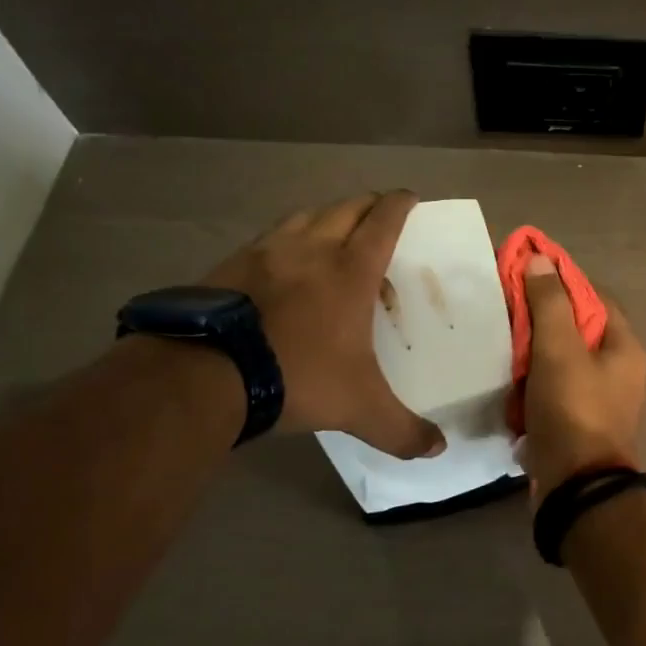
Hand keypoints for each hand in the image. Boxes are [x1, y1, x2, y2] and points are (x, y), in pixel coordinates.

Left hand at [203, 191, 444, 458]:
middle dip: (367, 204)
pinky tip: (280, 261)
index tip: (410, 196)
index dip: (400, 205)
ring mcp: (266, 252)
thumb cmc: (298, 377)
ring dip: (325, 215)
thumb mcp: (358, 409)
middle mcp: (311, 249)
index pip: (383, 222)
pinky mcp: (230, 264)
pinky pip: (268, 237)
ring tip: (331, 231)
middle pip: (345, 208)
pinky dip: (285, 238)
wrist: (206, 374)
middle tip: (379, 211)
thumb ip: (402, 429)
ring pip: (304, 215)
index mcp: (350, 271)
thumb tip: (439, 450)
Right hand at [520, 255, 645, 503]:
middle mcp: (619, 370)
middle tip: (507, 309)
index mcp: (624, 347)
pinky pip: (553, 389)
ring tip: (501, 341)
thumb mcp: (559, 349)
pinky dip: (532, 383)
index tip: (527, 274)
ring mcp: (599, 399)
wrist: (576, 488)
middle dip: (542, 319)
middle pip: (577, 329)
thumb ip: (550, 303)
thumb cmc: (572, 409)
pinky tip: (508, 380)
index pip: (594, 297)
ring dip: (533, 352)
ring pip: (562, 360)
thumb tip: (541, 259)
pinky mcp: (578, 422)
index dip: (562, 281)